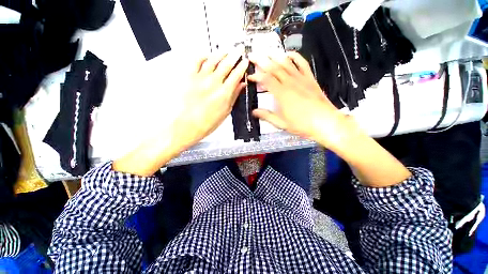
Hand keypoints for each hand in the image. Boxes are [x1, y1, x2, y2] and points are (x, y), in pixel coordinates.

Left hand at [173, 49, 248, 148]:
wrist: (188, 125)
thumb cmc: (207, 122)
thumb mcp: (226, 111)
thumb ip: (234, 96)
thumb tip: (240, 86)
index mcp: (224, 93)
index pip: (236, 75)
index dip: (242, 66)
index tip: (245, 62)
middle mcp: (213, 83)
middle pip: (226, 64)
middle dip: (235, 55)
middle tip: (238, 50)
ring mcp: (200, 79)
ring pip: (213, 59)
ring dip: (221, 53)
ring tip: (226, 51)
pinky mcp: (189, 77)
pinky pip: (196, 61)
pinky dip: (203, 55)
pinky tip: (207, 55)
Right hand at [249, 51, 410, 186]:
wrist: (325, 122)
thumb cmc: (302, 125)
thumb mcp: (281, 123)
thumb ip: (267, 116)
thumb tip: (254, 112)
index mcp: (282, 94)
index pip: (266, 80)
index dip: (256, 76)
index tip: (249, 76)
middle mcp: (290, 83)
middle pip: (274, 67)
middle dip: (261, 60)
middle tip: (252, 55)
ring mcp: (301, 79)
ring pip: (286, 63)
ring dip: (275, 56)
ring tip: (266, 51)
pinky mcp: (310, 79)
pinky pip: (302, 63)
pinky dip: (295, 56)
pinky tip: (288, 54)